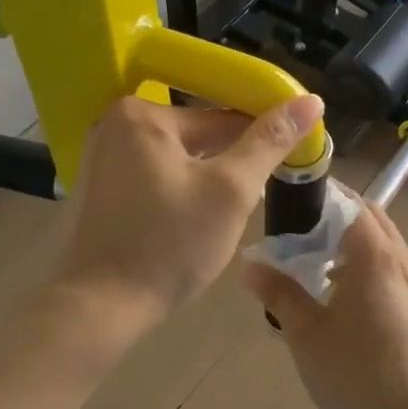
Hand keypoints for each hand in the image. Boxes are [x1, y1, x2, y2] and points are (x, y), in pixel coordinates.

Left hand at [49, 93, 325, 336]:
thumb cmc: (170, 245)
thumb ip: (269, 142)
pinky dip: (176, 190)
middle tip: (249, 204)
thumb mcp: (230, 191)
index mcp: (142, 113)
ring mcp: (99, 156)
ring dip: (204, 179)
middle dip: (228, 165)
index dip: (260, 141)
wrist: (100, 308)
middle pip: (196, 136)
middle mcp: (114, 123)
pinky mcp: (96, 186)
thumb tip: (311, 100)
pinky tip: (188, 222)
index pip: (221, 116)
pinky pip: (152, 175)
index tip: (287, 164)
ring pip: (176, 158)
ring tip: (220, 218)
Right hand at [242, 203, 407, 408]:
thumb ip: (279, 293)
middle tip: (295, 235)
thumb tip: (251, 265)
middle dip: (333, 218)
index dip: (319, 196)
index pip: (349, 201)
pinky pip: (391, 271)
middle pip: (369, 218)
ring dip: (350, 245)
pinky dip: (365, 269)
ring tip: (312, 268)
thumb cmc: (360, 375)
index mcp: (375, 254)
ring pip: (383, 246)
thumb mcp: (307, 334)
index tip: (287, 203)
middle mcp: (402, 260)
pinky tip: (341, 302)